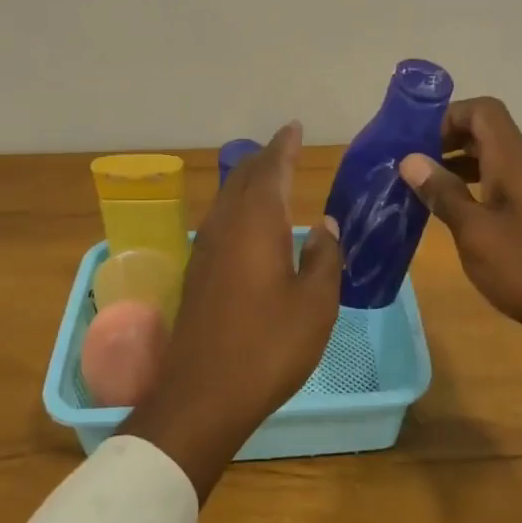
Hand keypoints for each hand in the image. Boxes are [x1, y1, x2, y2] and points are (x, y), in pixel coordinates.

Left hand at [119, 121, 341, 498]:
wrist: (203, 395)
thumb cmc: (269, 346)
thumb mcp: (316, 303)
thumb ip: (324, 257)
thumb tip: (324, 225)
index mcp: (256, 224)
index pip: (271, 169)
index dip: (284, 146)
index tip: (294, 127)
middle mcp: (225, 227)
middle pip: (244, 178)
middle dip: (265, 159)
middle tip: (285, 147)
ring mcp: (205, 250)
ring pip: (228, 200)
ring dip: (249, 182)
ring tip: (269, 177)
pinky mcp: (196, 274)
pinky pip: (220, 222)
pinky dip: (238, 209)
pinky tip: (248, 225)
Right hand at [399, 97, 521, 395]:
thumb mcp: (476, 233)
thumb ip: (444, 193)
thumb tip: (410, 159)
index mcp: (513, 161)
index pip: (483, 110)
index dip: (448, 116)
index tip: (416, 142)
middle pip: (485, 132)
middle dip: (446, 139)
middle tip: (411, 164)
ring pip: (490, 159)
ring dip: (456, 165)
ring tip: (422, 188)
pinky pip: (498, 184)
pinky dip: (471, 188)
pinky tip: (452, 214)